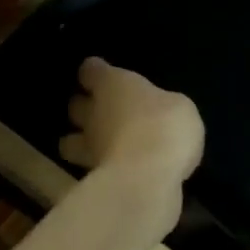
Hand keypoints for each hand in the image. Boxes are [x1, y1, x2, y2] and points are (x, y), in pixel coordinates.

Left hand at [59, 57, 203, 191]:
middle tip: (100, 111)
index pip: (91, 71)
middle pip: (75, 105)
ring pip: (68, 141)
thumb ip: (163, 106)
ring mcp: (88, 147)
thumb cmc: (165, 127)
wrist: (146, 178)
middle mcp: (93, 113)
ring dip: (79, 141)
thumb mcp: (180, 107)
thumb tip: (161, 111)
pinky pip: (89, 168)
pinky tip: (116, 171)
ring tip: (98, 145)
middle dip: (83, 107)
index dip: (95, 72)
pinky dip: (98, 169)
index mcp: (113, 85)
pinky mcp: (92, 178)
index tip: (100, 75)